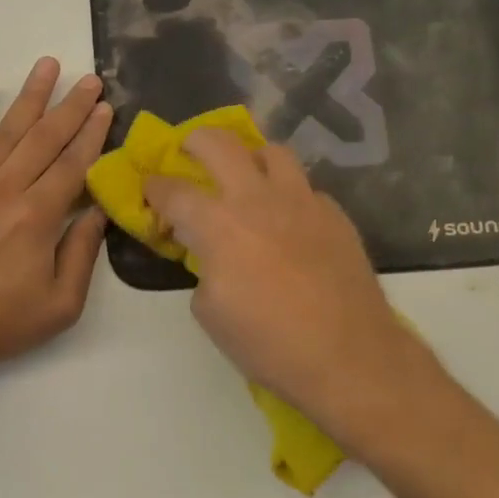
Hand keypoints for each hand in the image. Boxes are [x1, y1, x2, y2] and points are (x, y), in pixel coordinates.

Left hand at [0, 58, 111, 374]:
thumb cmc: (0, 323)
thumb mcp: (61, 303)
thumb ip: (82, 253)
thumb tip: (98, 211)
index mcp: (39, 216)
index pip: (73, 163)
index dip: (92, 133)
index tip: (105, 107)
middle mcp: (7, 189)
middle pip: (45, 138)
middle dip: (71, 106)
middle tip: (90, 78)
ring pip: (7, 130)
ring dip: (30, 96)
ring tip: (47, 64)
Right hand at [143, 131, 440, 442]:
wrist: (349, 356)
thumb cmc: (269, 342)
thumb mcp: (210, 314)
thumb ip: (202, 270)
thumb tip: (211, 256)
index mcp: (219, 224)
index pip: (174, 191)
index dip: (154, 186)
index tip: (149, 188)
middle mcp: (257, 198)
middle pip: (219, 143)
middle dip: (195, 141)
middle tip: (189, 153)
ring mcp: (302, 200)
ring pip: (271, 151)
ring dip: (249, 157)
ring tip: (246, 176)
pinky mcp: (334, 214)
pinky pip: (305, 188)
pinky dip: (289, 195)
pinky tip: (289, 220)